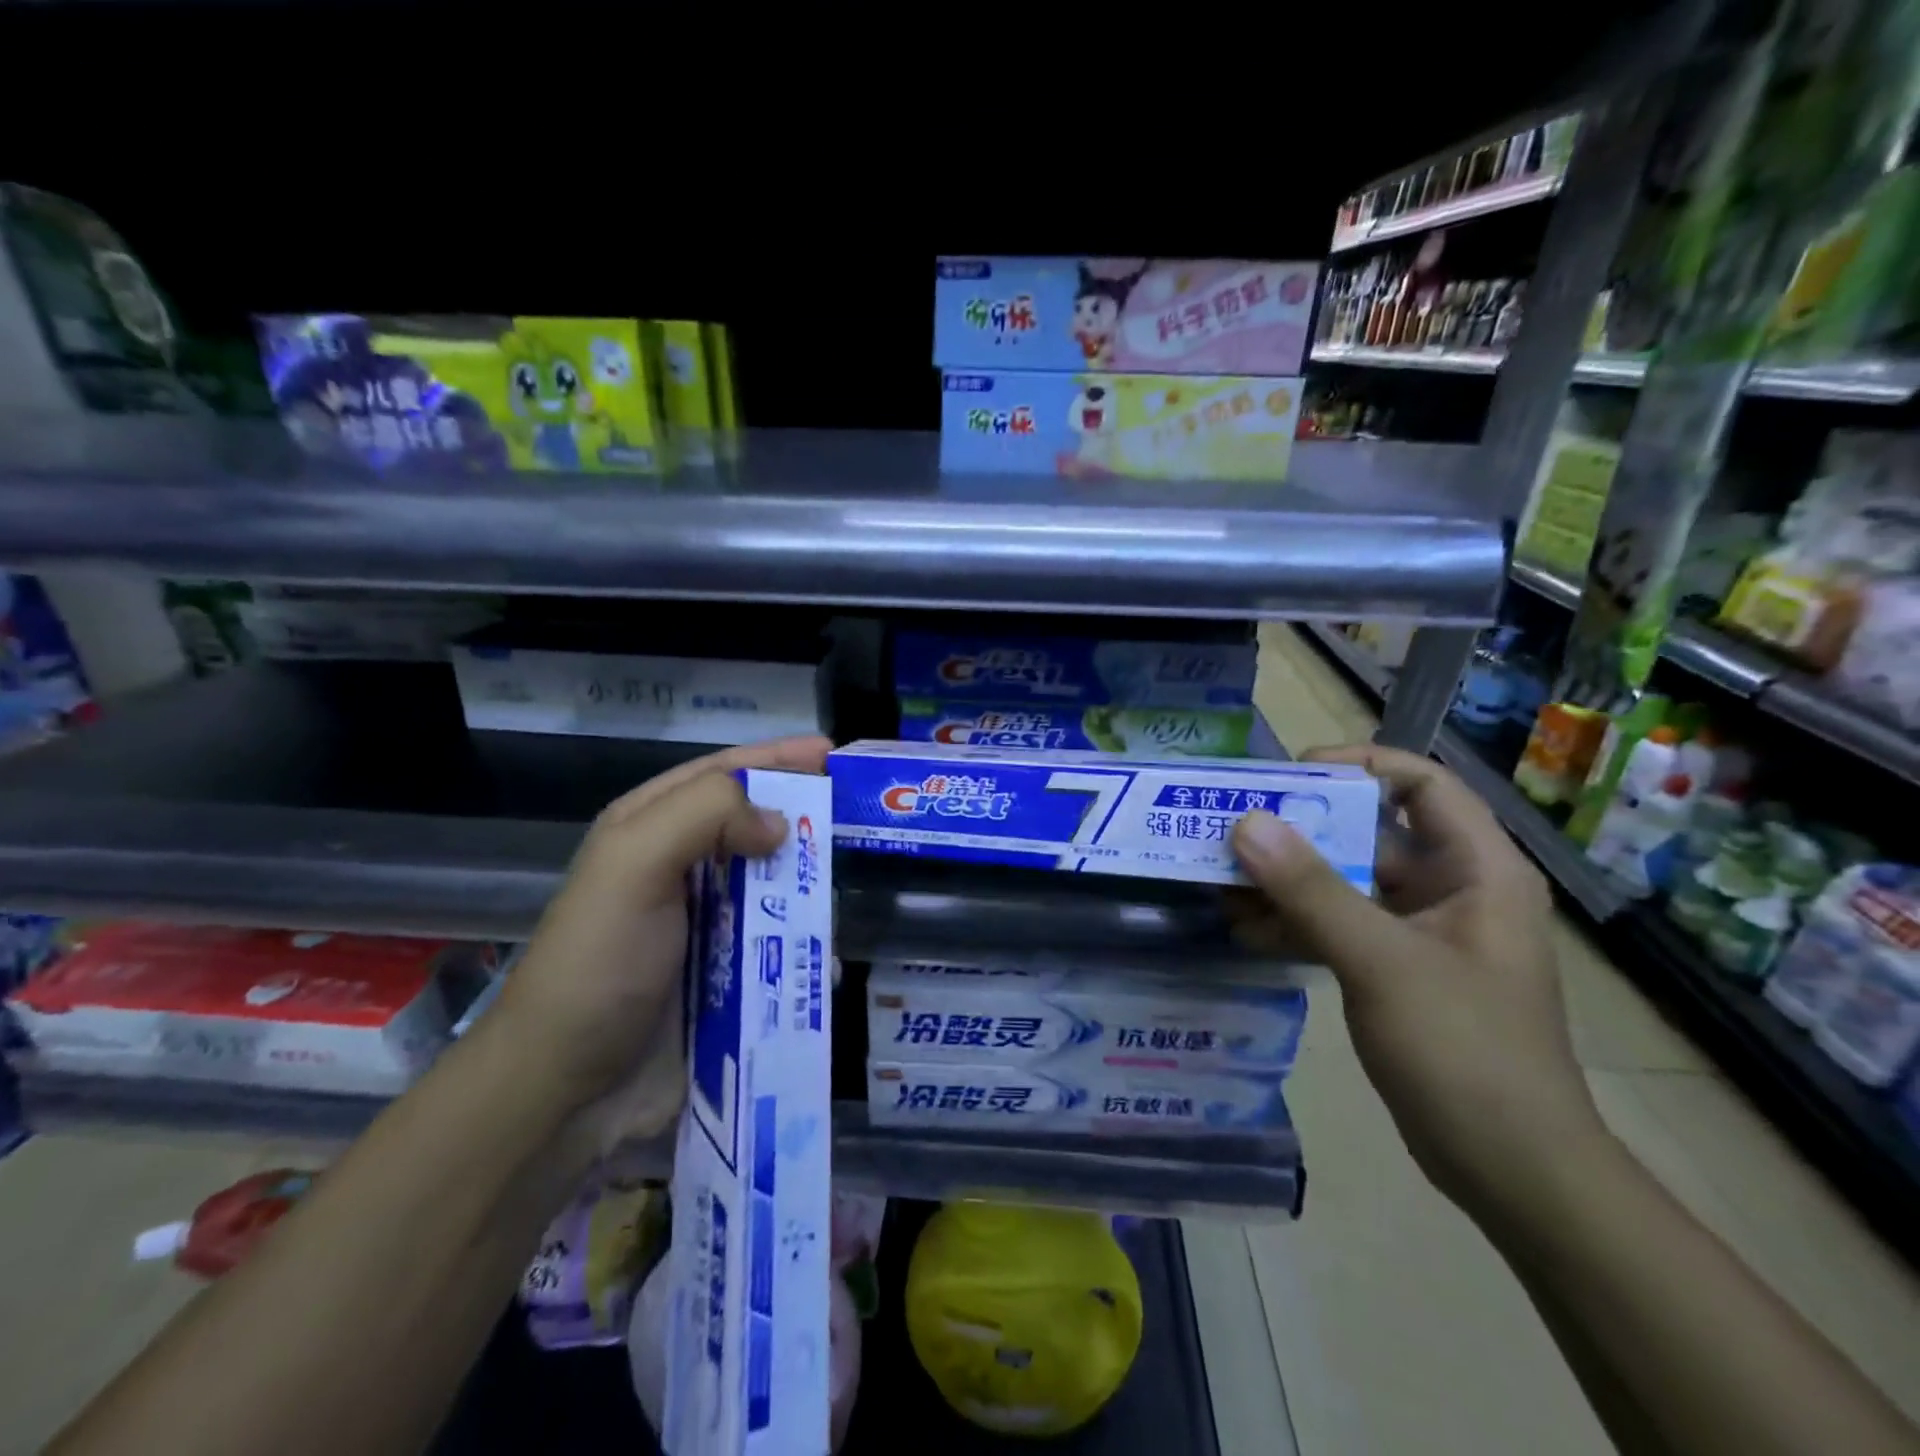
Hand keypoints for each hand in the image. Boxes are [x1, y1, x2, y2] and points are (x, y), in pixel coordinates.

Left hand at [492, 735, 832, 1147]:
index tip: (832, 753)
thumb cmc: (600, 961)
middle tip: (855, 818)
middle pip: (756, 827)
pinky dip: (806, 947)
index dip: (777, 758)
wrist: (567, 1088)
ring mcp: (707, 925)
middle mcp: (681, 869)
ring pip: (776, 886)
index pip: (724, 773)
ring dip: (810, 889)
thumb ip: (705, 817)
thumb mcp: (634, 864)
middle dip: (803, 820)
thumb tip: (780, 825)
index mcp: (651, 828)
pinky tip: (826, 958)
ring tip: (844, 894)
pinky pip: (781, 946)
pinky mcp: (728, 975)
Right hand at [1229, 744, 1608, 1222]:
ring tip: (1224, 880)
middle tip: (1235, 826)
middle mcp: (1451, 889)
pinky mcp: (1395, 970)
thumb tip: (1246, 822)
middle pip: (1370, 832)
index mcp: (1477, 870)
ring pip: (1345, 882)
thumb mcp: (1382, 961)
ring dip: (1287, 880)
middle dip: (1301, 829)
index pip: (1421, 783)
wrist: (1513, 1171)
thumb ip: (1311, 890)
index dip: (1358, 764)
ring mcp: (1421, 933)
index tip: (1291, 774)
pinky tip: (1244, 930)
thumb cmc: (1465, 1050)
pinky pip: (1338, 927)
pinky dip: (1294, 924)